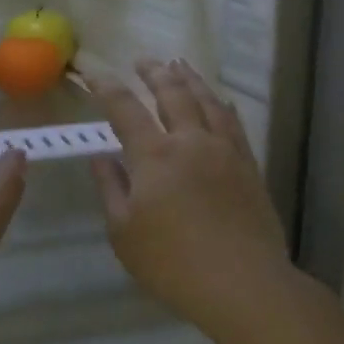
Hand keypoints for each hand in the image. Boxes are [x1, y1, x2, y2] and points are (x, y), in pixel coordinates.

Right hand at [89, 59, 290, 336]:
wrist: (243, 284)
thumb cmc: (172, 263)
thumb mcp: (124, 232)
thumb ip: (110, 188)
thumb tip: (101, 157)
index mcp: (154, 156)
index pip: (125, 109)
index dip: (107, 87)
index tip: (94, 72)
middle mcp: (190, 141)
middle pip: (172, 94)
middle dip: (154, 73)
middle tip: (143, 60)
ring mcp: (225, 151)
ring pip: (207, 101)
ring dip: (190, 79)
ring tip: (179, 65)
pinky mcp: (248, 165)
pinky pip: (233, 122)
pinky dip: (221, 104)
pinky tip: (219, 100)